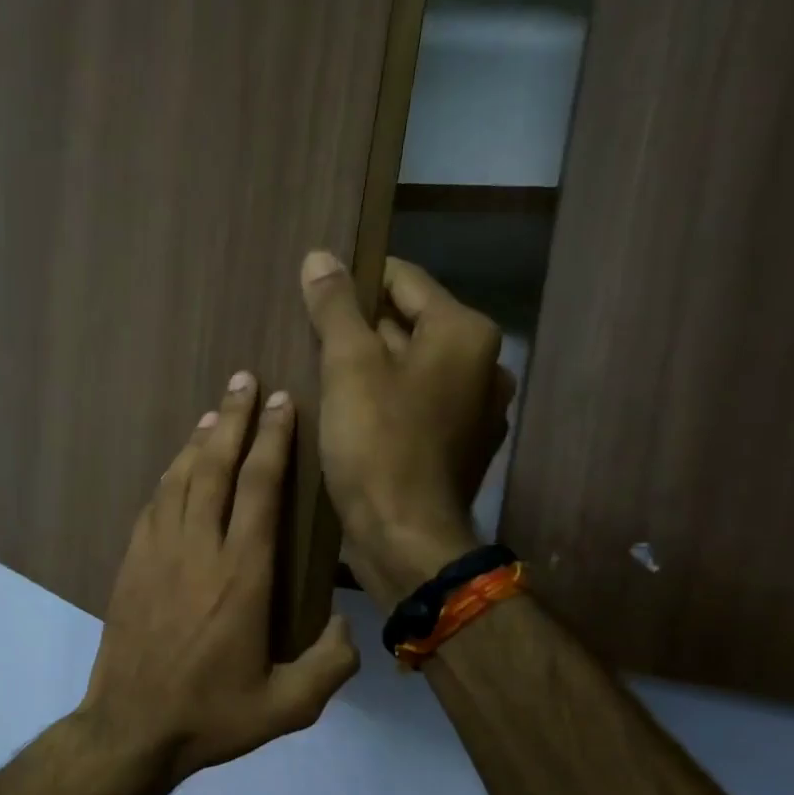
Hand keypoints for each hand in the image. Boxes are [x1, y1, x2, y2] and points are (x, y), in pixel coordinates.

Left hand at [76, 372, 360, 792]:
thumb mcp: (288, 707)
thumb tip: (348, 624)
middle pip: (216, 467)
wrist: (130, 728)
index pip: (259, 488)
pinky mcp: (131, 564)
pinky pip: (154, 504)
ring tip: (217, 410)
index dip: (273, 440)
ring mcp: (157, 553)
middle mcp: (198, 549)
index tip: (282, 403)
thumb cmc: (211, 716)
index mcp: (242, 575)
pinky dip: (170, 475)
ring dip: (200, 440)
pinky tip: (179, 465)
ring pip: (180, 478)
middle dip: (234, 419)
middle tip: (246, 380)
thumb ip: (331, 664)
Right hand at [299, 250, 515, 607]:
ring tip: (323, 375)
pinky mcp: (459, 447)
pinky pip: (417, 405)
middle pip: (410, 325)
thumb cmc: (378, 445)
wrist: (406, 538)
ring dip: (372, 367)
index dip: (357, 280)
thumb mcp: (347, 367)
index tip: (316, 291)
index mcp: (464, 333)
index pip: (404, 280)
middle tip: (311, 338)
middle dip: (362, 328)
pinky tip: (351, 416)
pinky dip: (387, 402)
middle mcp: (482, 364)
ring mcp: (476, 410)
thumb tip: (319, 257)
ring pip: (412, 368)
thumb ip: (335, 308)